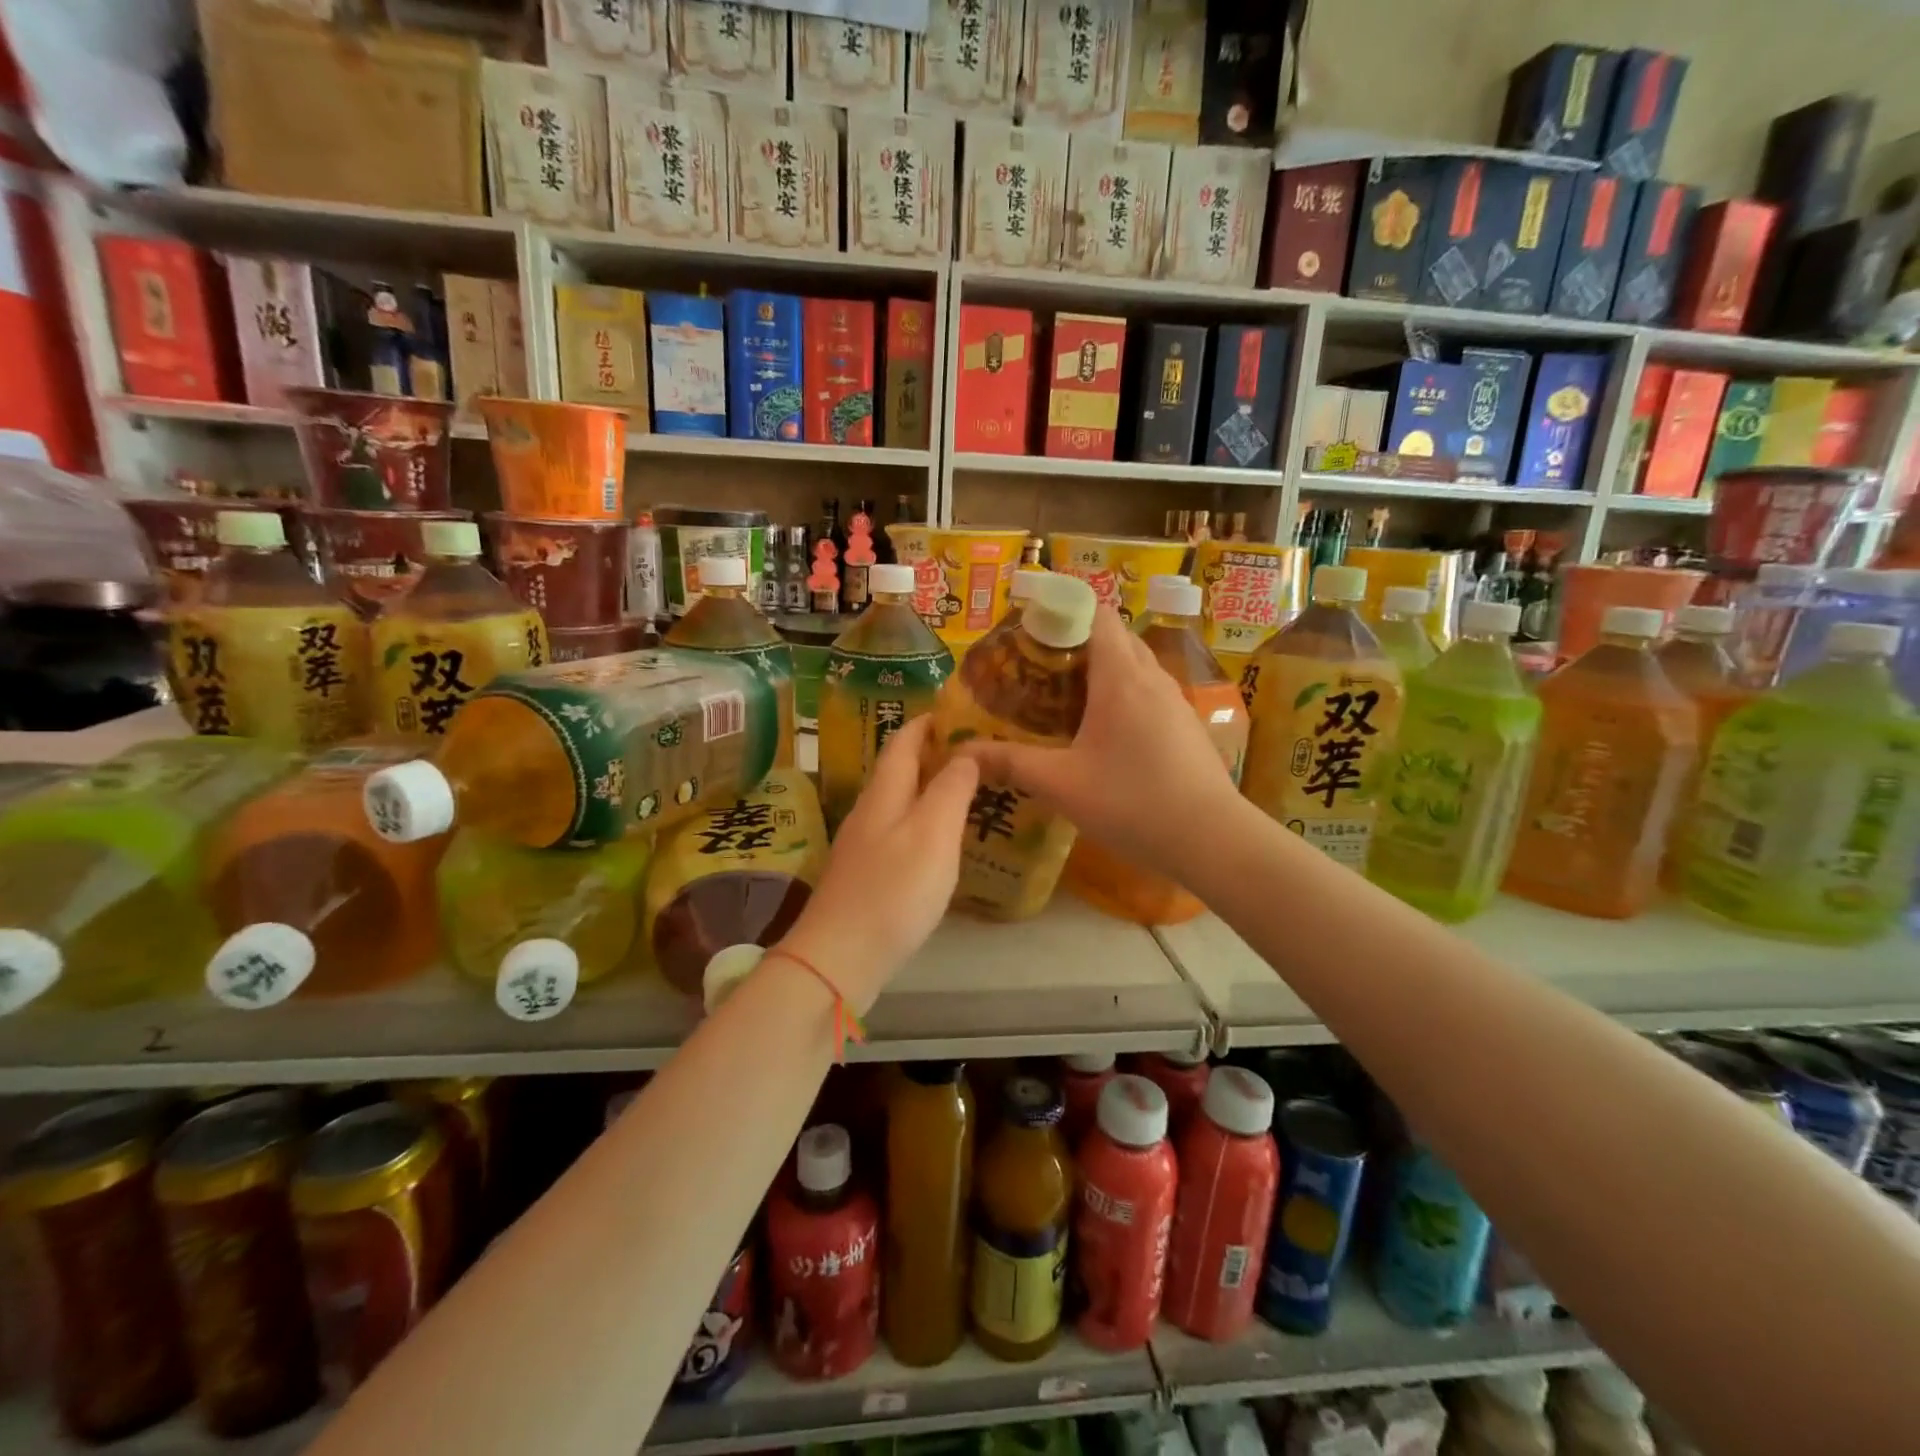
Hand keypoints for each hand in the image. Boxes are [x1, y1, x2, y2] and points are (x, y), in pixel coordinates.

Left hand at [780, 712, 977, 1011]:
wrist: (839, 959)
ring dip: (926, 789)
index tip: (955, 711)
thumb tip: (966, 752)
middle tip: (972, 750)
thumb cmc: (893, 891)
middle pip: (897, 771)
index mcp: (884, 794)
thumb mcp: (933, 833)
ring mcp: (862, 847)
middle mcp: (868, 813)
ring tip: (962, 789)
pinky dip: (920, 822)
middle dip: (929, 754)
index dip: (926, 723)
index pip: (902, 742)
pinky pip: (897, 833)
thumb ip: (951, 789)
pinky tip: (937, 841)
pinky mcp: (864, 877)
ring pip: (897, 803)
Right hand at [955, 607, 1243, 879]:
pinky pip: (1148, 693)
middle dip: (1075, 643)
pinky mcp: (1185, 726)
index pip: (1096, 614)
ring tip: (1063, 700)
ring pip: (1133, 666)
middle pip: (1114, 637)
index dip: (1062, 611)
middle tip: (1036, 670)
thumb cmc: (1133, 802)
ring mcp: (1175, 702)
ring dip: (1100, 672)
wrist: (1213, 839)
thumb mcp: (1062, 784)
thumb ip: (1011, 763)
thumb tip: (962, 754)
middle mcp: (1152, 678)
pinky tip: (1102, 734)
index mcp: (1121, 677)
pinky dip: (1121, 696)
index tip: (1029, 633)